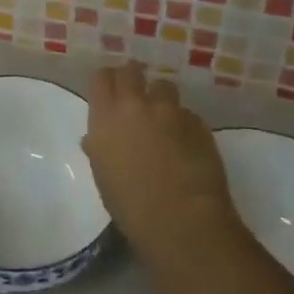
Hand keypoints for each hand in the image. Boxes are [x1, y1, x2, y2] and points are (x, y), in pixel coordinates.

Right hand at [82, 62, 239, 265]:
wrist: (183, 221)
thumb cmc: (132, 208)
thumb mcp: (103, 177)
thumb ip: (99, 149)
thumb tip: (95, 138)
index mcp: (105, 118)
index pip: (101, 78)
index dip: (106, 81)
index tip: (110, 90)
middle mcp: (135, 105)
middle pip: (131, 71)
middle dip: (133, 77)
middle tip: (135, 93)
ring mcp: (169, 111)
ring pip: (163, 86)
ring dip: (161, 98)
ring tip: (164, 118)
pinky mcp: (197, 122)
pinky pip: (186, 113)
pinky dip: (183, 123)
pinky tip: (186, 143)